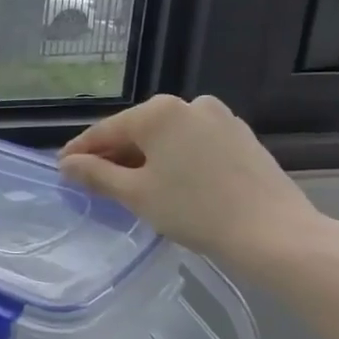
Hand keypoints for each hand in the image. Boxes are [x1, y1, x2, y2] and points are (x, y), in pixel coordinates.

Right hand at [58, 94, 333, 274]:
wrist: (275, 234)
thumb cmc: (195, 211)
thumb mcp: (136, 194)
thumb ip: (96, 174)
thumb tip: (68, 164)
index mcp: (158, 112)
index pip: (105, 131)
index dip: (80, 152)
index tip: (62, 168)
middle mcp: (189, 104)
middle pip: (137, 131)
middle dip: (114, 155)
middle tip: (93, 182)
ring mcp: (220, 118)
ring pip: (167, 138)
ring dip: (145, 158)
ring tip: (131, 187)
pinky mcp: (242, 138)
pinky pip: (194, 145)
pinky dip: (175, 160)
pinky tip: (171, 184)